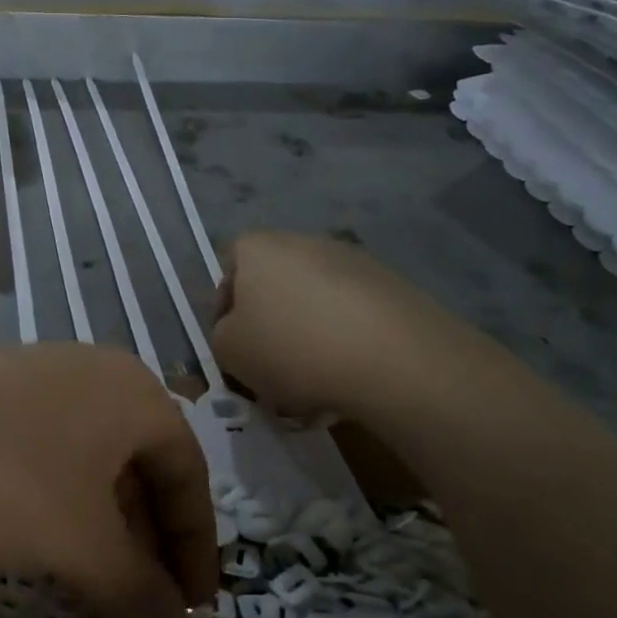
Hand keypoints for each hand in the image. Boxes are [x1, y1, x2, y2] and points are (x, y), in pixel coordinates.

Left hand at [0, 345, 217, 617]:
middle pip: (141, 470)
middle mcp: (92, 376)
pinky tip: (36, 549)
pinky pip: (44, 459)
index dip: (197, 551)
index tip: (192, 615)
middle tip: (139, 610)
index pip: (190, 477)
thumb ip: (140, 593)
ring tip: (91, 591)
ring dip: (101, 533)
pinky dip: (56, 510)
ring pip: (89, 467)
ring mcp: (34, 381)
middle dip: (146, 546)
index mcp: (133, 394)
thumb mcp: (79, 545)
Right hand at [212, 230, 391, 417]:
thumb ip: (222, 335)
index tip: (233, 342)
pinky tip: (350, 373)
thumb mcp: (229, 351)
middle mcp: (305, 241)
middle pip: (276, 281)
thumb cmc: (292, 348)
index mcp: (259, 248)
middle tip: (271, 361)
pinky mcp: (394, 286)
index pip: (230, 266)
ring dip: (310, 329)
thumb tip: (240, 331)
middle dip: (272, 319)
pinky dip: (347, 337)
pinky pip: (354, 312)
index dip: (226, 306)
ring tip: (314, 375)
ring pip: (317, 298)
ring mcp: (355, 260)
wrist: (393, 359)